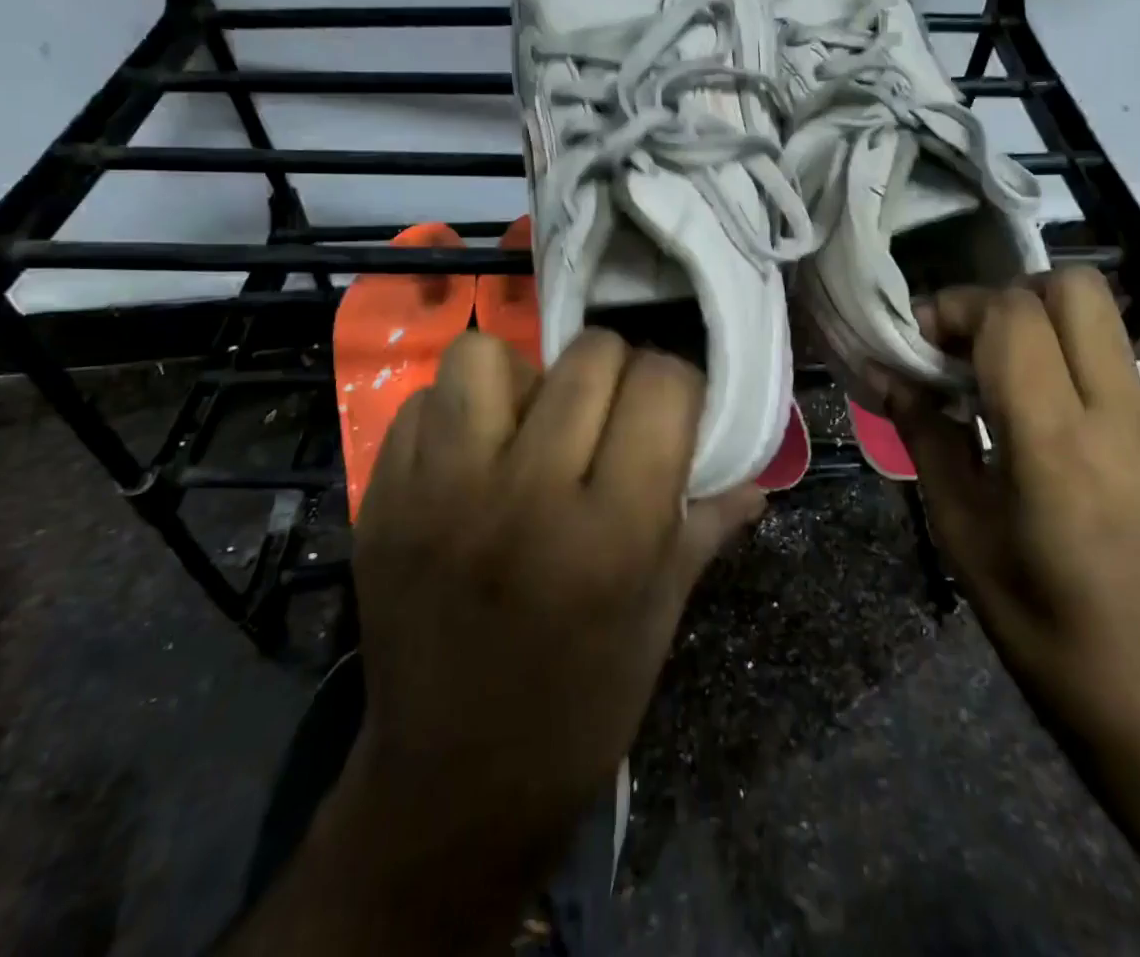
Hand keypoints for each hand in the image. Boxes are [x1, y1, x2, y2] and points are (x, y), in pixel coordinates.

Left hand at [343, 331, 763, 949]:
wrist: (455, 784)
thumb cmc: (582, 703)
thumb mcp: (660, 615)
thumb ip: (705, 523)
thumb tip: (756, 471)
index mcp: (613, 531)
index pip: (663, 385)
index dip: (679, 386)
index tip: (673, 410)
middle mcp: (526, 495)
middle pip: (590, 356)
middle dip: (617, 372)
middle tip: (611, 413)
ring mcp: (441, 494)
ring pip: (487, 356)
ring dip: (523, 377)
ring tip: (531, 420)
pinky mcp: (383, 501)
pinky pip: (422, 402)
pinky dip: (455, 412)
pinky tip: (473, 455)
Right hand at [884, 270, 1139, 793]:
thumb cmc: (1040, 622)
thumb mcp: (960, 529)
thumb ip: (926, 435)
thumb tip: (886, 375)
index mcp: (1057, 442)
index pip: (1012, 316)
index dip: (959, 306)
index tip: (926, 335)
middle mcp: (1128, 418)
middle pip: (1077, 290)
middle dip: (1015, 297)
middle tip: (979, 344)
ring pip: (1106, 336)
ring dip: (1052, 344)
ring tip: (1021, 404)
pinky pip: (1133, 389)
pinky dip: (1091, 395)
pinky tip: (1080, 458)